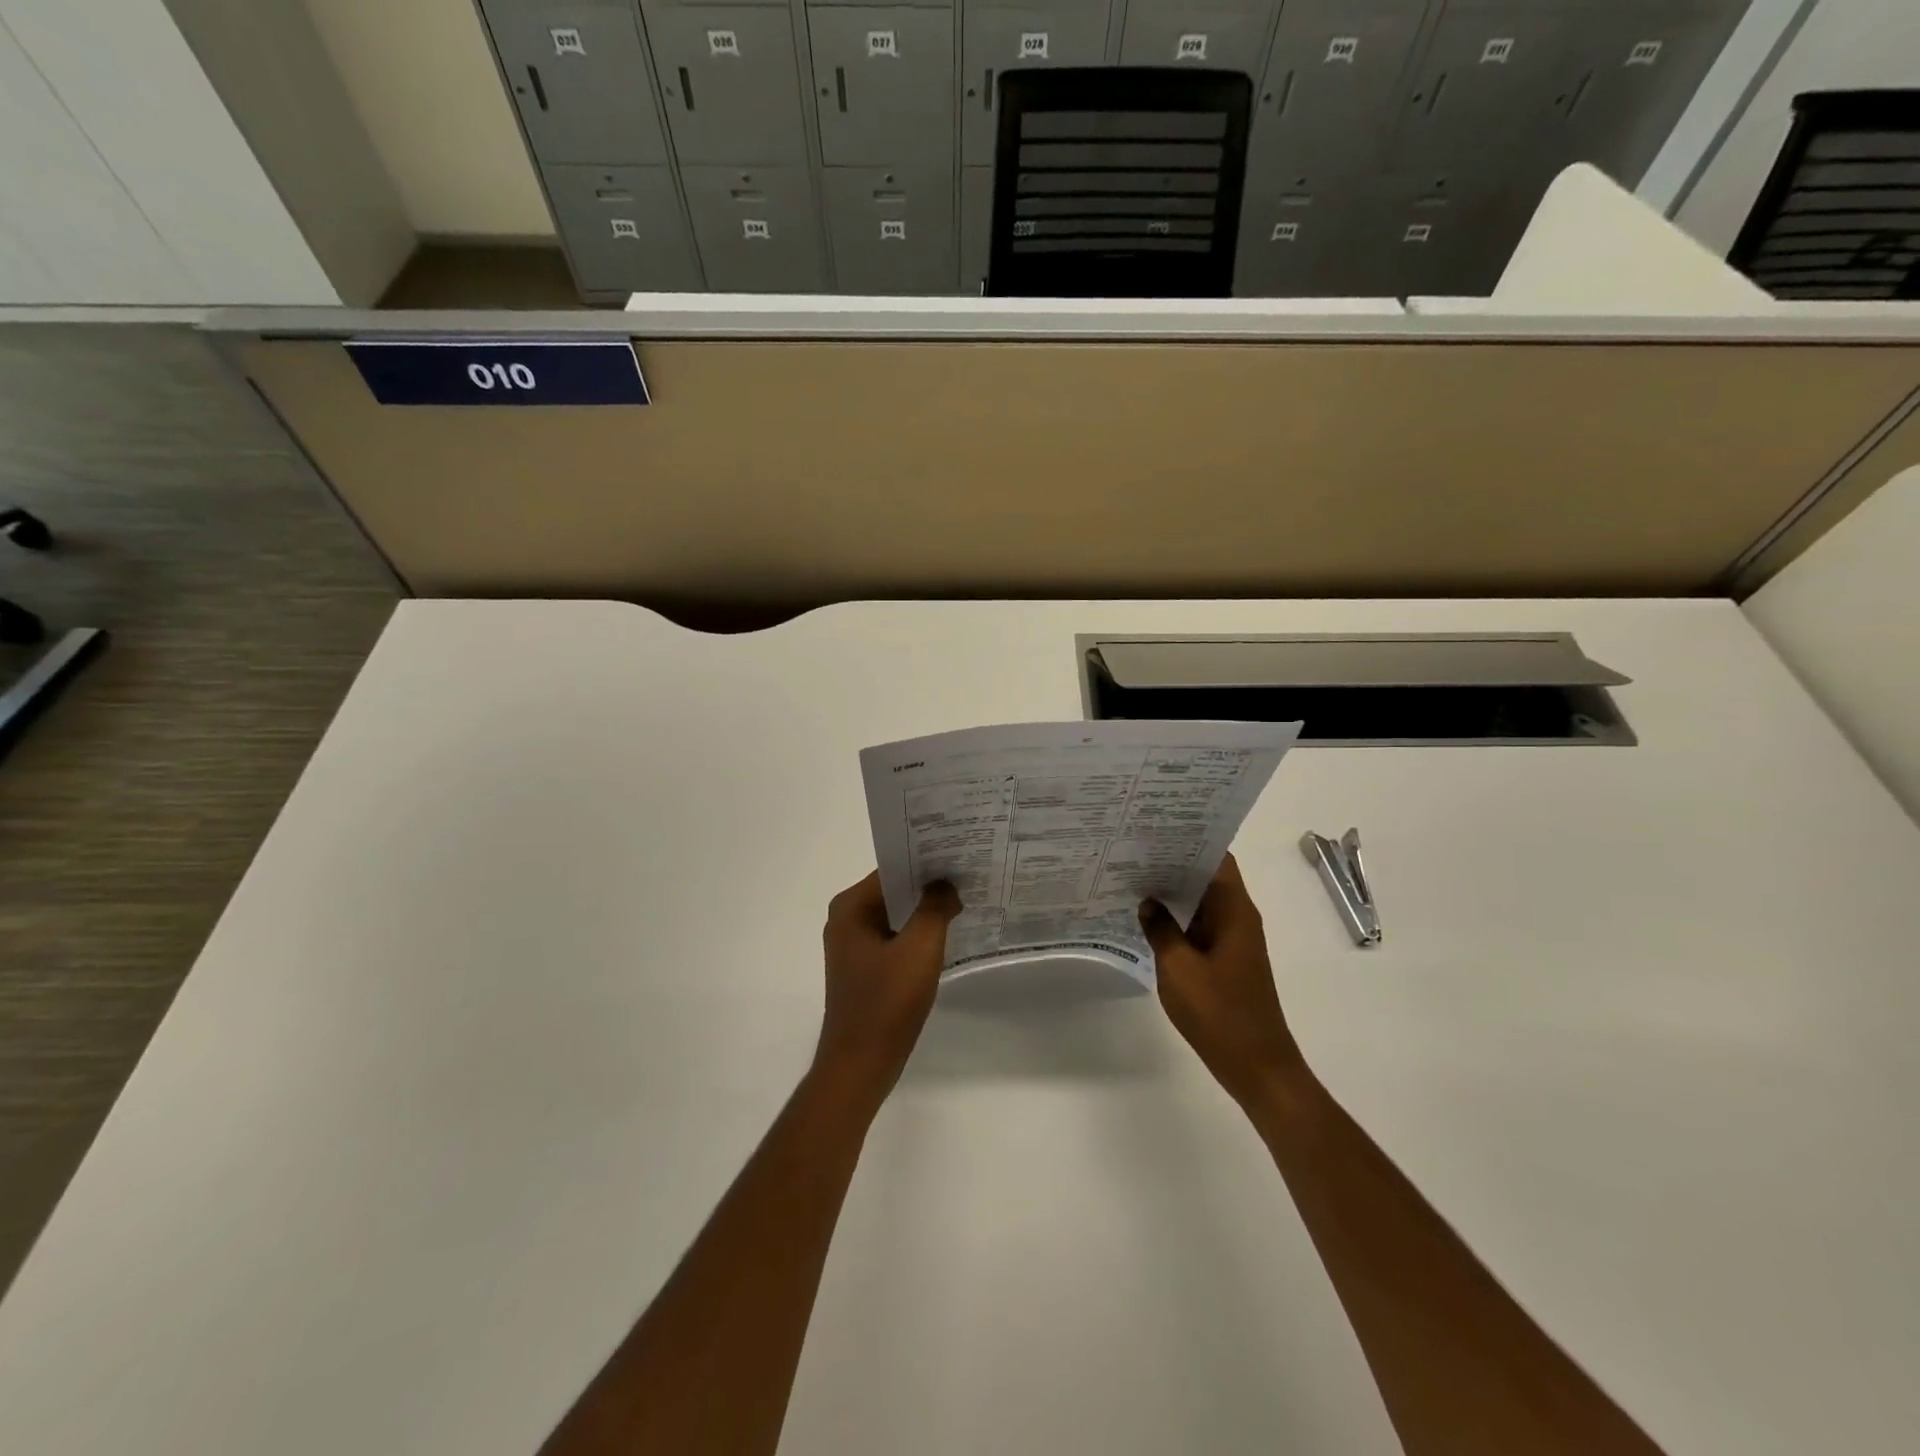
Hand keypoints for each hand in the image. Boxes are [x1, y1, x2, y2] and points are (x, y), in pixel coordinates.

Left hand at [814, 872, 961, 1107]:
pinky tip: (948, 934)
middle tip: (969, 874)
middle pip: (893, 890)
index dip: (926, 861)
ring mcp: (853, 945)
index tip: (960, 855)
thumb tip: (945, 884)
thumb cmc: (887, 1003)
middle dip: (929, 884)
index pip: (892, 869)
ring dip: (925, 910)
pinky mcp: (864, 968)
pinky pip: (895, 937)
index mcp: (851, 907)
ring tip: (964, 899)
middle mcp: (846, 919)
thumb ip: (935, 908)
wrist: (861, 1065)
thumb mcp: (919, 949)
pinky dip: (918, 933)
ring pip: (896, 915)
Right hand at [1140, 854, 1303, 1109]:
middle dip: (1173, 862)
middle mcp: (1238, 917)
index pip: (1216, 858)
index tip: (1154, 829)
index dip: (1188, 840)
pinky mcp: (1226, 960)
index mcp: (1234, 911)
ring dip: (1173, 891)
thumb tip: (1147, 901)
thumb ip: (1160, 929)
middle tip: (1132, 849)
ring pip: (1201, 902)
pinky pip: (1199, 926)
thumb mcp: (1178, 968)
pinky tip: (1146, 917)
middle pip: (1207, 876)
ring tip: (1132, 876)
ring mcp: (1233, 940)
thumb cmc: (1219, 1012)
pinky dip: (1177, 918)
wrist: (1256, 1066)